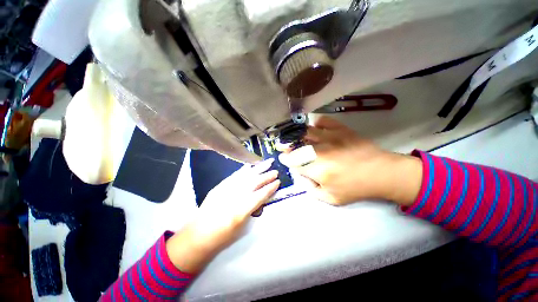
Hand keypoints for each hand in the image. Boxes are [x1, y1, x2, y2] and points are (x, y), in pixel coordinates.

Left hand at [166, 159, 279, 272]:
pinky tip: (250, 166)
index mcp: (241, 211)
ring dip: (257, 169)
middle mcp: (234, 197)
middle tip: (276, 171)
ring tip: (267, 163)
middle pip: (254, 182)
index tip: (278, 182)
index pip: (260, 195)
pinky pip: (234, 175)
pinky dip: (244, 170)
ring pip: (245, 175)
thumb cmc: (223, 236)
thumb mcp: (242, 227)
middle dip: (266, 176)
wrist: (198, 235)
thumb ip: (253, 209)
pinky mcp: (220, 186)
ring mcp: (226, 189)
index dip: (270, 188)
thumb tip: (262, 197)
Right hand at [280, 116, 422, 205]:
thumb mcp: (331, 199)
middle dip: (285, 146)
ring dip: (296, 134)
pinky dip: (315, 123)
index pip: (293, 162)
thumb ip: (311, 190)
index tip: (283, 158)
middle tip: (282, 145)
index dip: (286, 160)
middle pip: (296, 146)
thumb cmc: (356, 188)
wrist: (381, 173)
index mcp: (317, 169)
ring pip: (305, 132)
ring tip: (293, 136)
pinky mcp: (340, 129)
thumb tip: (301, 177)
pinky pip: (323, 121)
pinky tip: (313, 128)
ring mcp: (330, 137)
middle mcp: (320, 151)